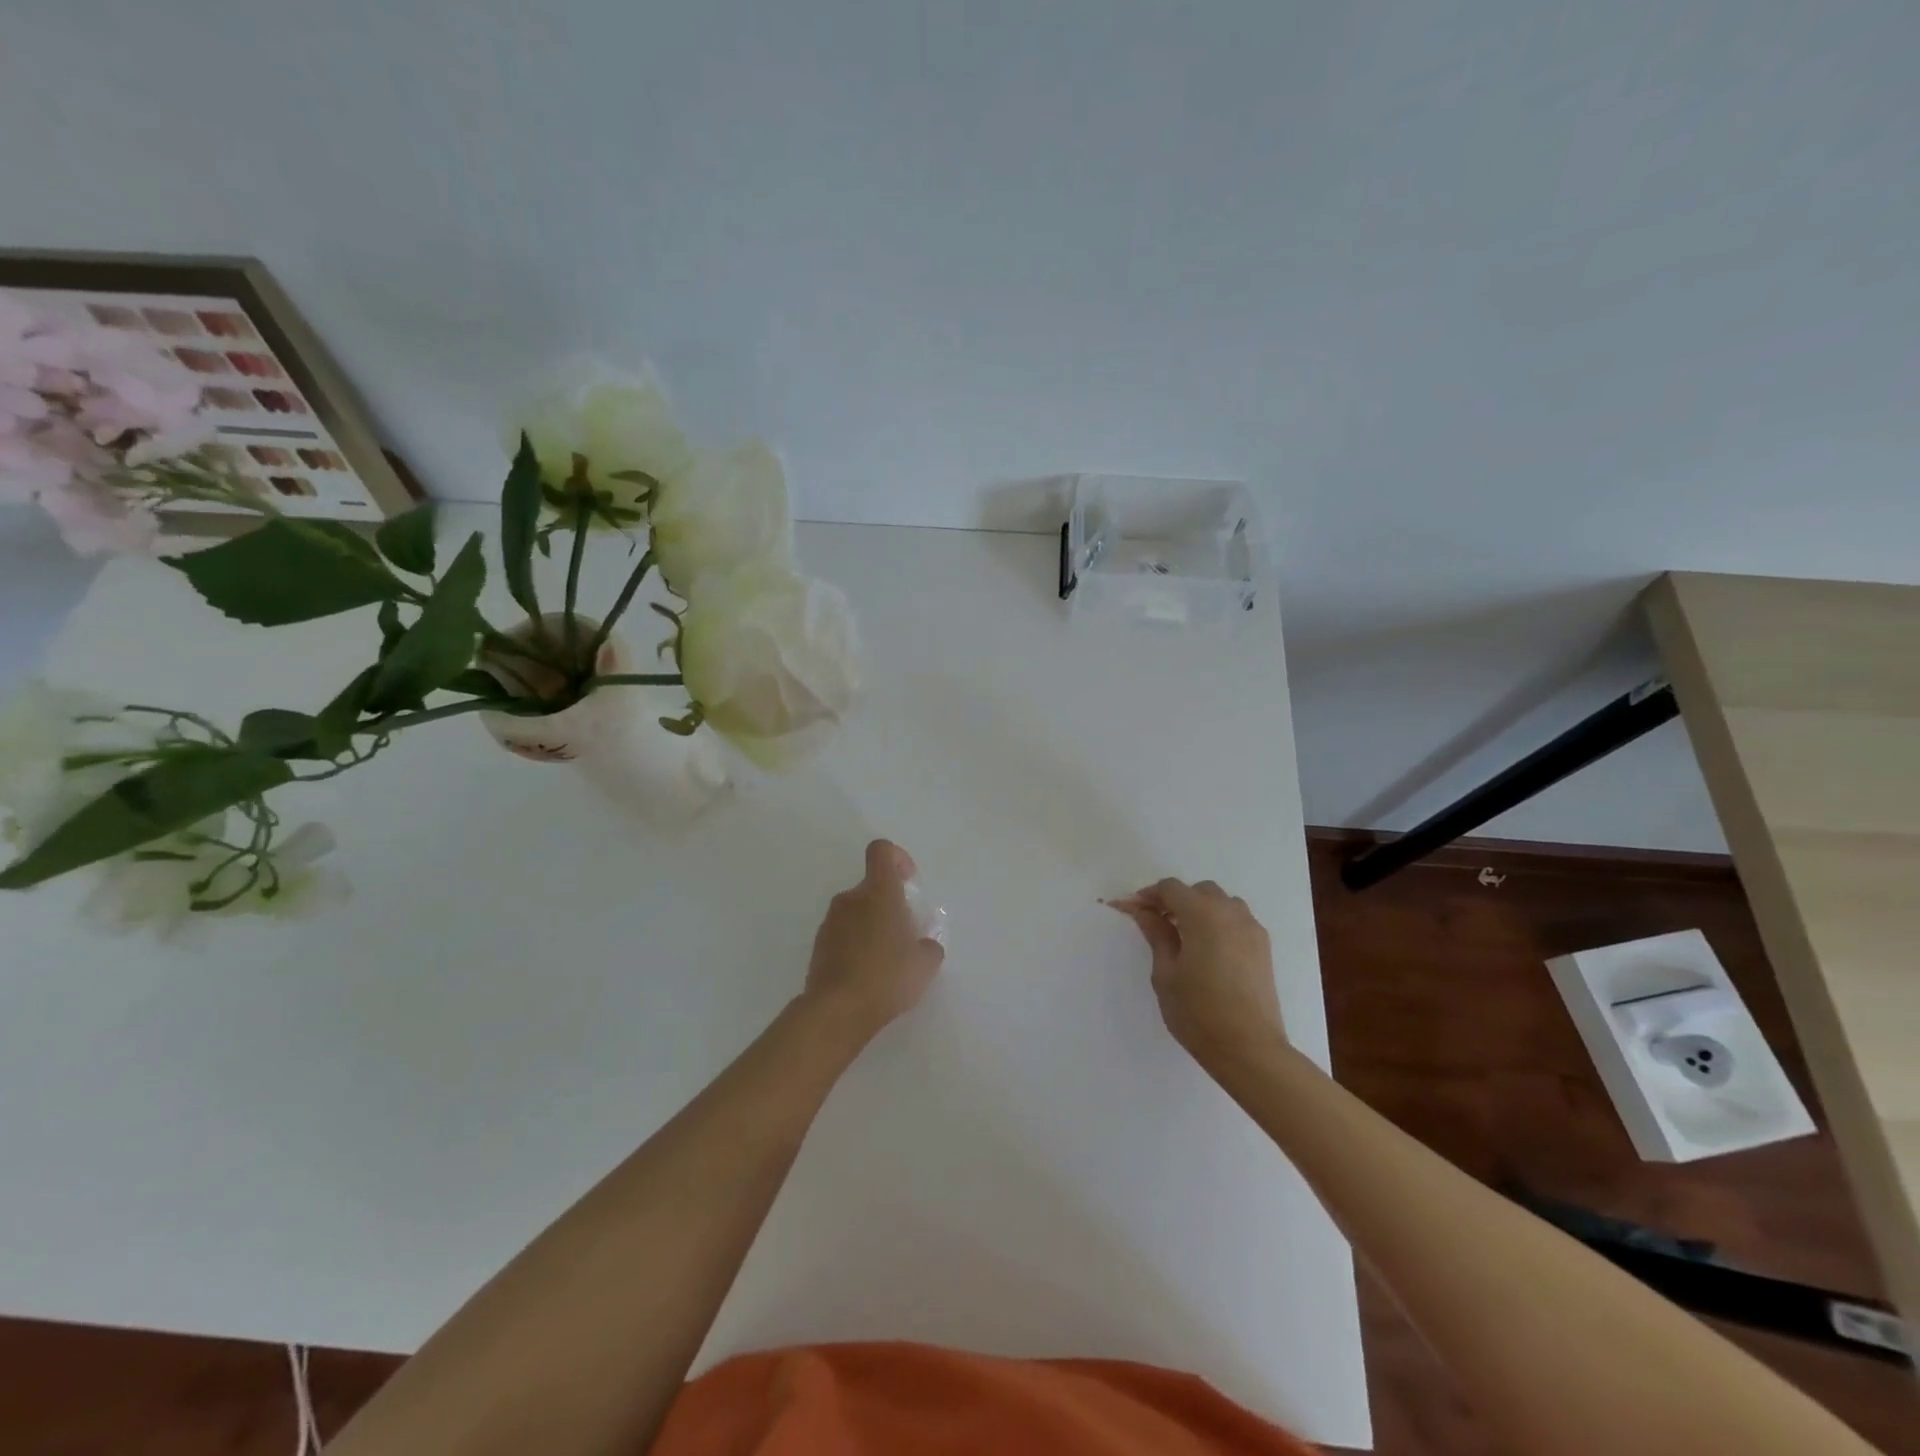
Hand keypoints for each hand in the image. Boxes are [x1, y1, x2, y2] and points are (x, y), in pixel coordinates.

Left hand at [801, 839, 945, 1043]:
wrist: (837, 1010)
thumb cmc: (887, 977)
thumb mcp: (925, 964)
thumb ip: (929, 947)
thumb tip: (924, 945)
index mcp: (879, 892)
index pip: (881, 851)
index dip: (897, 858)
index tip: (909, 882)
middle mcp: (851, 899)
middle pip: (872, 887)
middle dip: (890, 906)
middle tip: (906, 937)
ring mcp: (831, 922)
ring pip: (857, 912)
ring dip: (873, 927)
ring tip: (888, 962)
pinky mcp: (819, 945)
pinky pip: (843, 934)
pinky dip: (856, 945)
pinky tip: (868, 975)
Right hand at [1111, 879, 1286, 1069]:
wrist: (1249, 1048)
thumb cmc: (1198, 1011)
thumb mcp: (1166, 972)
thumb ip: (1156, 934)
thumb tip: (1143, 911)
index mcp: (1202, 914)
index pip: (1171, 888)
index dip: (1148, 895)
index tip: (1133, 910)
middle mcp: (1230, 913)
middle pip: (1198, 891)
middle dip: (1175, 900)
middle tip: (1156, 923)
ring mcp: (1251, 929)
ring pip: (1221, 902)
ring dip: (1200, 909)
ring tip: (1184, 935)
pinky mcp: (1263, 947)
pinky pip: (1237, 920)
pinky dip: (1219, 922)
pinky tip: (1208, 949)